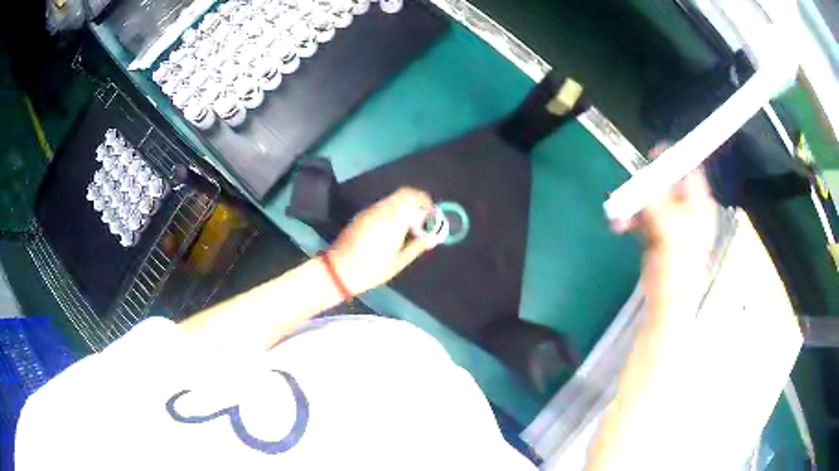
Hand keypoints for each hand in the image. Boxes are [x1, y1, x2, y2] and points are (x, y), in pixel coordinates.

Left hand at [326, 187, 434, 294]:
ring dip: (404, 206)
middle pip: (404, 193)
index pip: (414, 197)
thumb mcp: (399, 262)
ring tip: (409, 226)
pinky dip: (393, 211)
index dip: (426, 203)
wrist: (339, 270)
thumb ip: (417, 246)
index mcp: (394, 218)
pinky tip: (394, 228)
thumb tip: (429, 238)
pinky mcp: (362, 215)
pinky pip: (383, 206)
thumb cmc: (372, 269)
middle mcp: (382, 209)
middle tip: (422, 219)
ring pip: (393, 199)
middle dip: (417, 202)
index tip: (432, 216)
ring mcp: (370, 211)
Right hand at [612, 143, 719, 257]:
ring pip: (650, 199)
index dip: (675, 161)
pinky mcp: (655, 233)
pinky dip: (629, 218)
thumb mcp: (671, 229)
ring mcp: (669, 221)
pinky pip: (640, 216)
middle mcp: (685, 209)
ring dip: (633, 203)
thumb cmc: (680, 266)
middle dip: (646, 184)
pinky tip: (620, 225)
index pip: (690, 172)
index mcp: (699, 205)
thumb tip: (642, 179)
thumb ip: (657, 202)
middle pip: (666, 183)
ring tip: (620, 212)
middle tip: (632, 186)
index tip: (654, 155)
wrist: (668, 299)